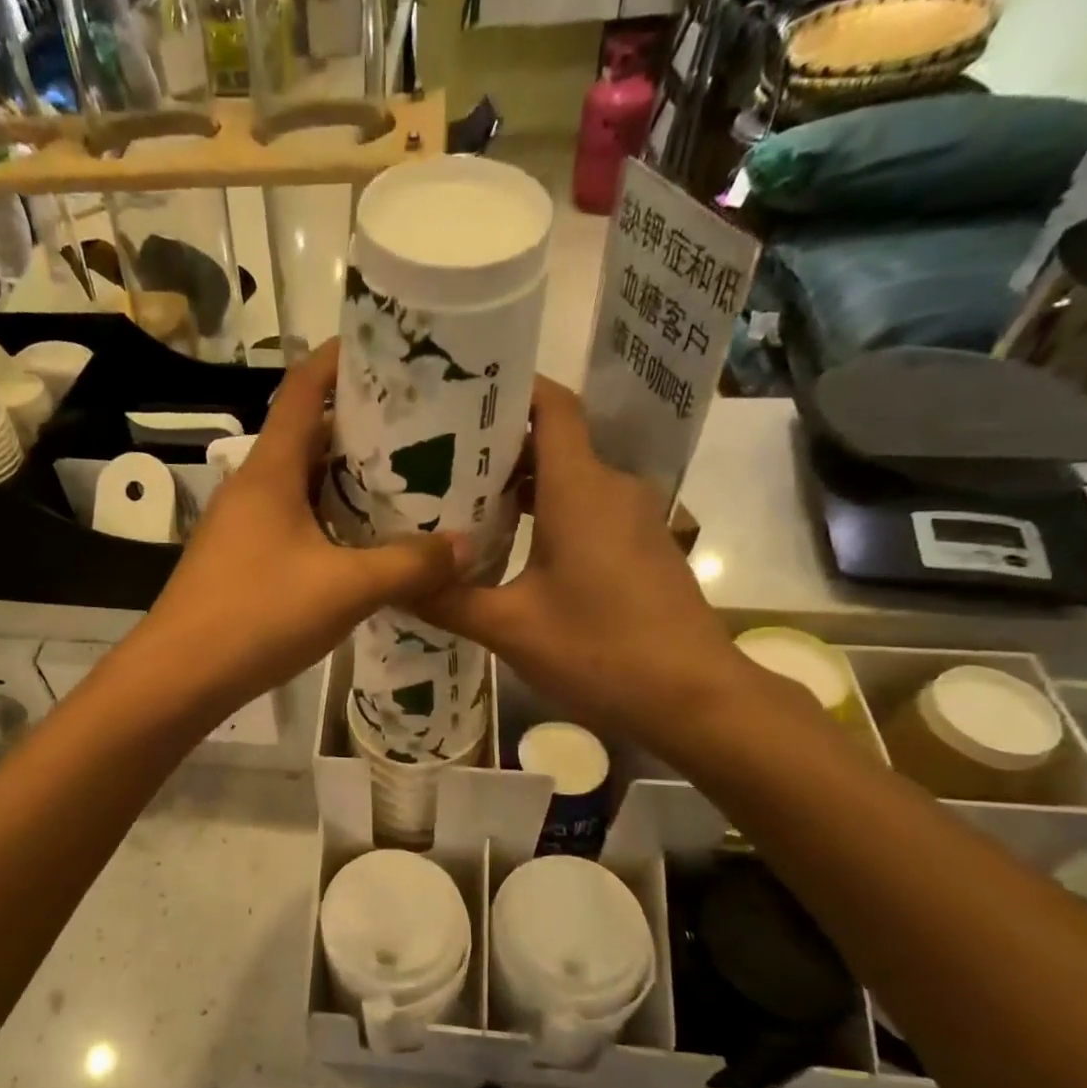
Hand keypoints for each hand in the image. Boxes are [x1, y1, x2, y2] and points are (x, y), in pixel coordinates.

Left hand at [131, 340, 466, 719]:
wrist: (179, 677)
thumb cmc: (257, 616)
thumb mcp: (345, 589)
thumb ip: (408, 565)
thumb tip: (466, 547)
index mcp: (271, 470)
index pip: (304, 387)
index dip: (344, 359)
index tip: (395, 351)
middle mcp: (253, 487)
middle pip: (311, 436)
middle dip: (365, 428)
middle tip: (427, 432)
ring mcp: (244, 525)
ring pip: (304, 484)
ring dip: (351, 481)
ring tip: (410, 485)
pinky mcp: (244, 559)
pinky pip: (296, 523)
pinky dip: (333, 521)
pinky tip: (369, 544)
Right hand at [412, 375, 756, 757]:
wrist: (695, 699)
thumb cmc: (601, 652)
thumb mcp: (510, 629)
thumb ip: (447, 601)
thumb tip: (391, 585)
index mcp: (580, 489)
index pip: (552, 406)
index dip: (510, 388)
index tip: (457, 393)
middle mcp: (611, 488)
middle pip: (554, 441)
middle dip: (497, 443)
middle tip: (435, 458)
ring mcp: (633, 517)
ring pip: (570, 477)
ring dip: (520, 483)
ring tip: (460, 500)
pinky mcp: (641, 545)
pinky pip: (587, 507)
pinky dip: (547, 511)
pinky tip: (508, 543)